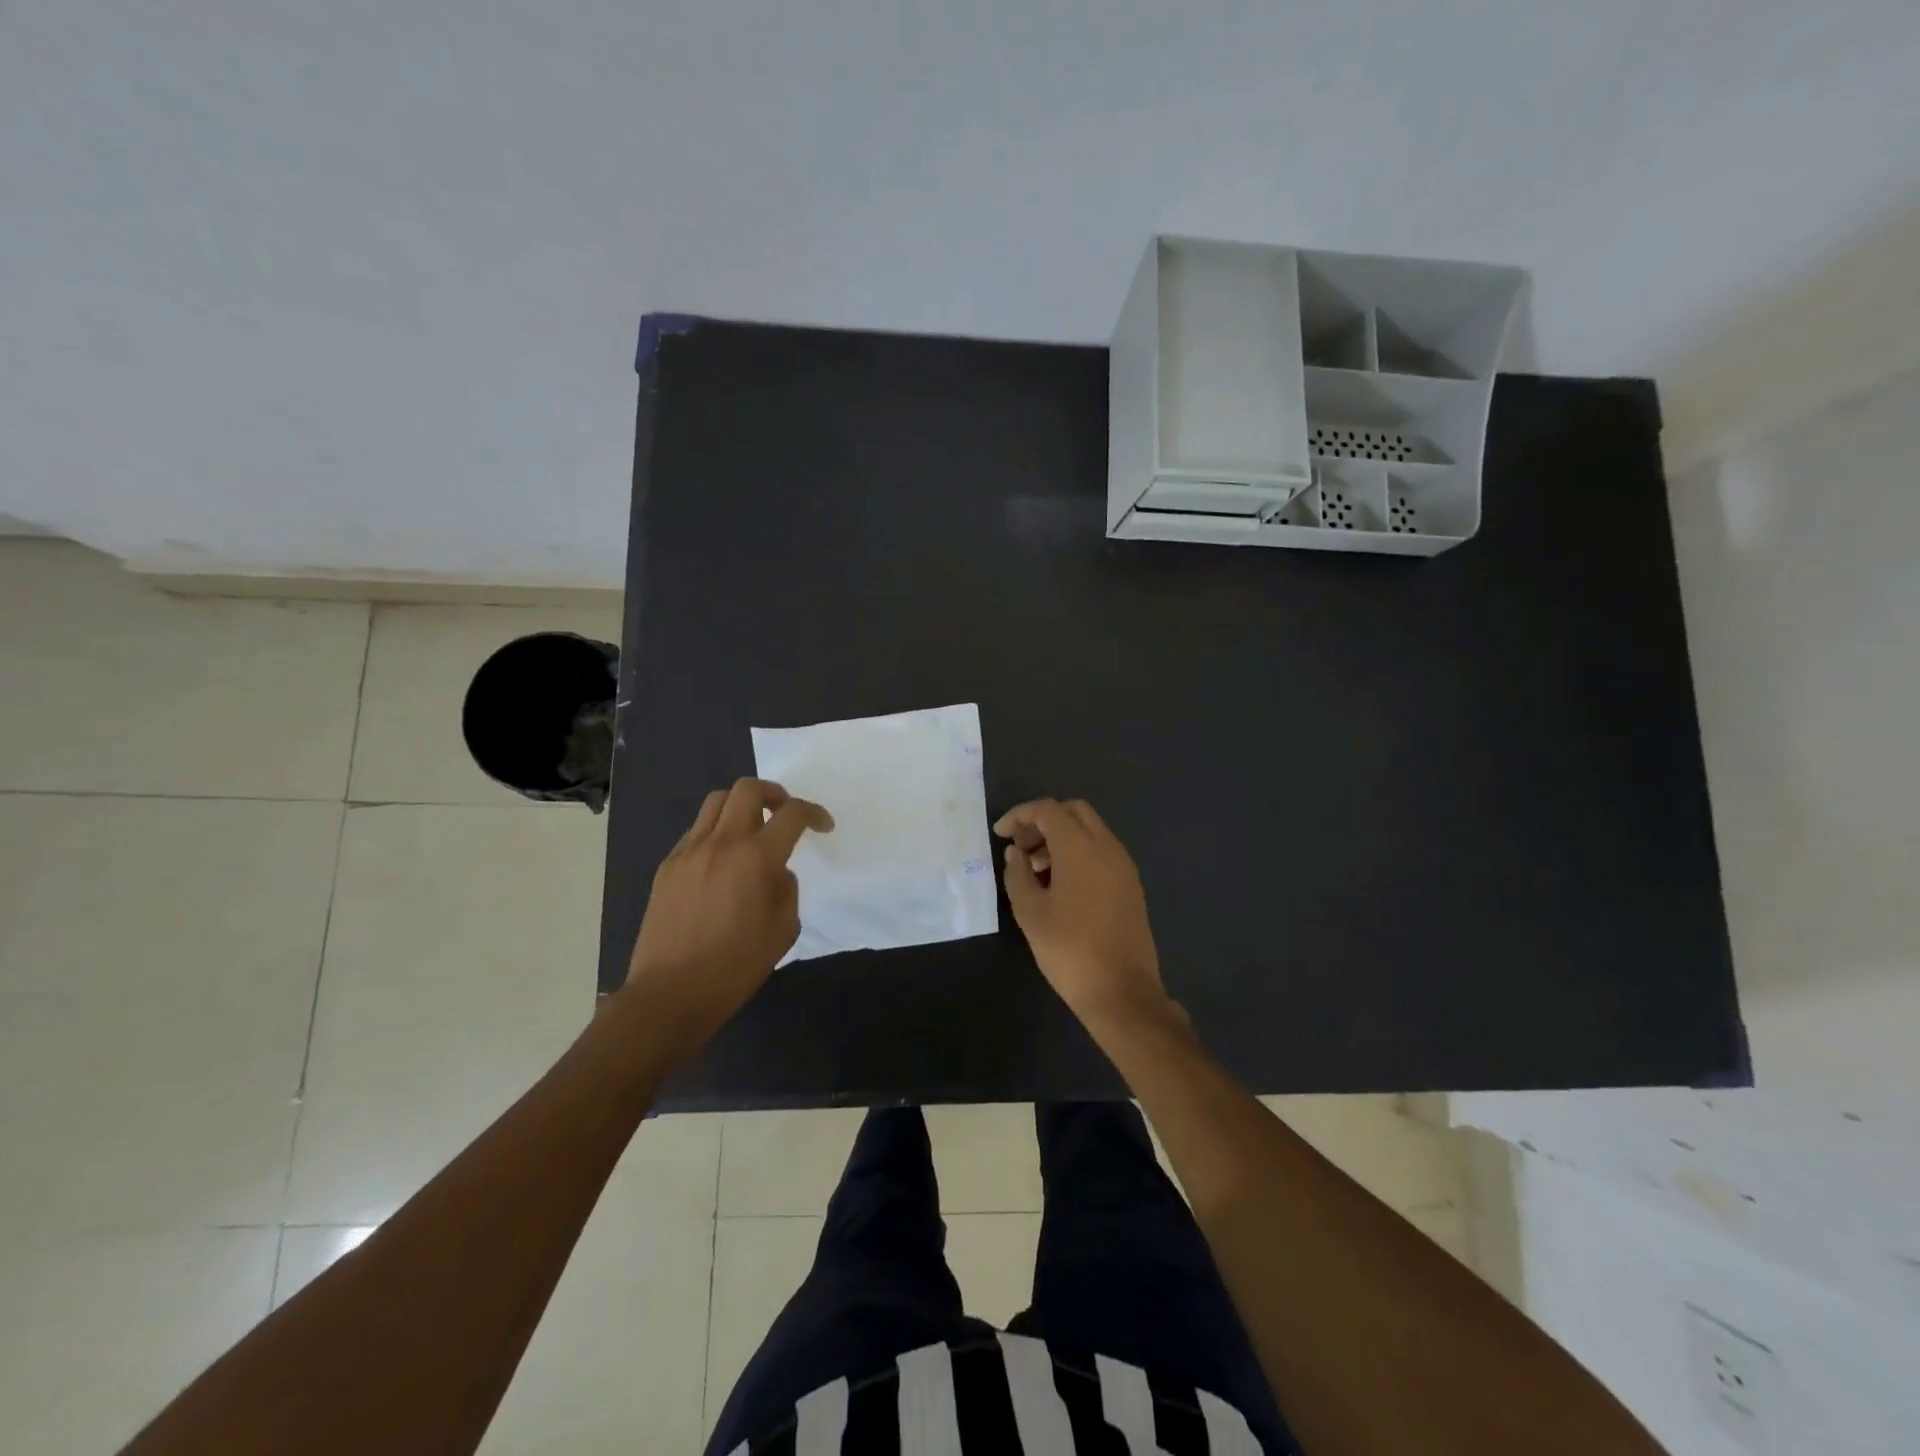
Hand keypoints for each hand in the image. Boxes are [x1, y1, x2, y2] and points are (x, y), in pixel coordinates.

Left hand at [623, 778, 831, 1046]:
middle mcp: (721, 843)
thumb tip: (776, 872)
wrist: (670, 994)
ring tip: (752, 832)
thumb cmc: (735, 967)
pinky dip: (716, 832)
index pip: (792, 814)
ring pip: (716, 802)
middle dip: (774, 794)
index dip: (814, 813)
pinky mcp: (668, 866)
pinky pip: (696, 831)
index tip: (823, 826)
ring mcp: (689, 851)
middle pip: (748, 788)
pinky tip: (722, 862)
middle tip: (784, 815)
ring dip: (741, 806)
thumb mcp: (783, 930)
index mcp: (756, 858)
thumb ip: (786, 889)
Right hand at [995, 798, 1178, 1034]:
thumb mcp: (1030, 912)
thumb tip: (1015, 853)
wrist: (1122, 992)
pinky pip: (1102, 852)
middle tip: (1020, 847)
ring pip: (1090, 831)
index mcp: (1080, 847)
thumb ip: (1017, 874)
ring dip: (1061, 837)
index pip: (1047, 810)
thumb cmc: (1069, 950)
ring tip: (1035, 869)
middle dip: (1043, 821)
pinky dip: (1079, 853)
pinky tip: (1060, 885)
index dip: (1019, 815)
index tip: (1000, 834)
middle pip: (1073, 812)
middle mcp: (1107, 847)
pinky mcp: (1131, 885)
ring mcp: (1123, 865)